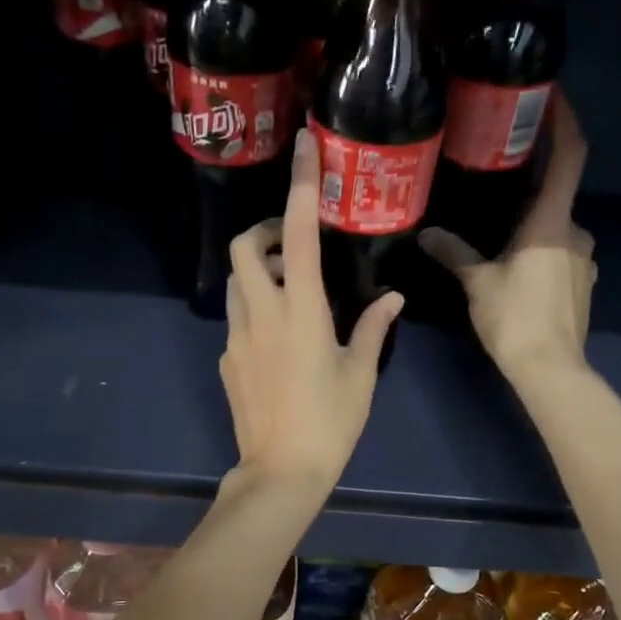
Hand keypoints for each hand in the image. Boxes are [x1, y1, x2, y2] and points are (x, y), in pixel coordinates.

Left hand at [219, 129, 402, 495]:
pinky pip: (237, 319)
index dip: (301, 186)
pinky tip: (279, 342)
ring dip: (258, 271)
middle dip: (264, 231)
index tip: (304, 148)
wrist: (281, 472)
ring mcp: (237, 337)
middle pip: (244, 246)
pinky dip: (255, 310)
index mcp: (301, 311)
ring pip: (236, 282)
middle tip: (292, 244)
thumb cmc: (331, 422)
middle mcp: (261, 314)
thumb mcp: (361, 374)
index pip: (296, 234)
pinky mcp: (227, 360)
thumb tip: (393, 297)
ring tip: (290, 292)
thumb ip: (374, 328)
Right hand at [420, 89, 595, 384]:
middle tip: (496, 183)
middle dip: (530, 189)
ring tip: (497, 236)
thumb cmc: (515, 318)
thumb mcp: (478, 283)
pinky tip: (515, 272)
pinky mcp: (582, 285)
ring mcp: (584, 261)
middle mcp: (576, 232)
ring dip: (531, 228)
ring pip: (556, 230)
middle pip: (556, 197)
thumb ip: (454, 254)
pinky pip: (559, 256)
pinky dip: (540, 253)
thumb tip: (426, 234)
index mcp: (552, 221)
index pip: (569, 156)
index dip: (565, 122)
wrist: (550, 369)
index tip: (552, 96)